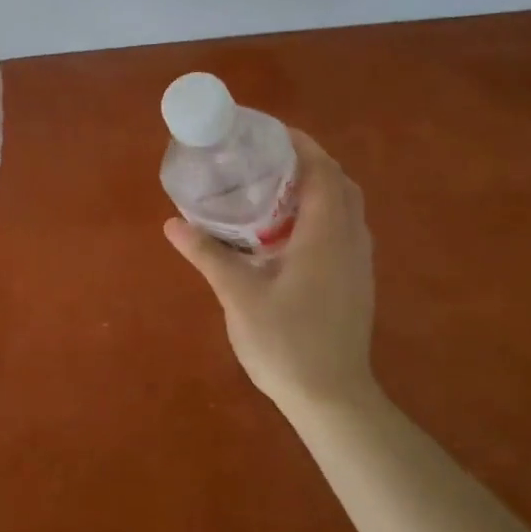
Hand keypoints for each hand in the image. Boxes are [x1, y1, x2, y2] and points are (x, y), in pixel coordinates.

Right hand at [163, 129, 376, 417]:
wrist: (331, 398)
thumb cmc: (286, 342)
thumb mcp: (239, 295)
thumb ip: (208, 254)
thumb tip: (172, 223)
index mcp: (327, 235)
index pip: (322, 171)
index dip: (300, 145)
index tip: (268, 132)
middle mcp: (351, 241)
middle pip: (339, 184)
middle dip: (308, 162)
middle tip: (266, 159)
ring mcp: (358, 264)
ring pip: (346, 208)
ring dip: (318, 188)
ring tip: (274, 189)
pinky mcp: (356, 283)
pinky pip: (344, 230)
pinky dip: (322, 214)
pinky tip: (287, 233)